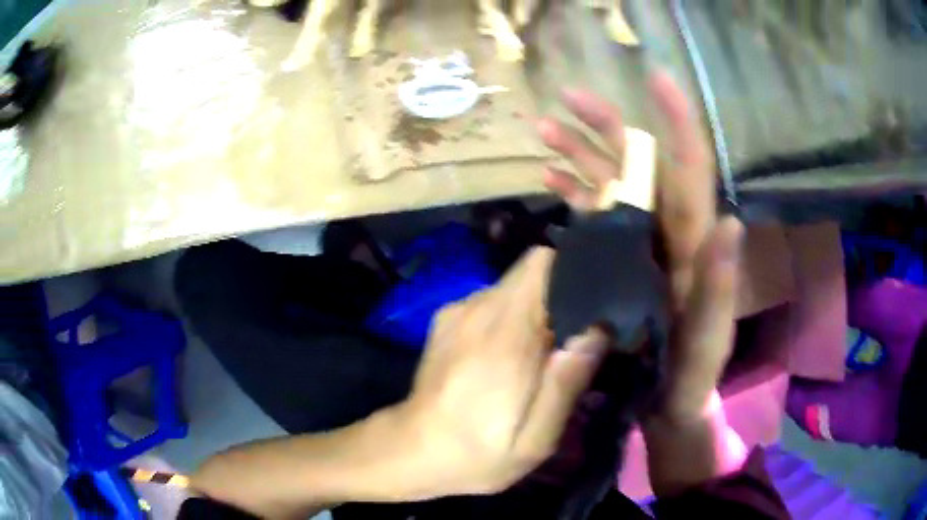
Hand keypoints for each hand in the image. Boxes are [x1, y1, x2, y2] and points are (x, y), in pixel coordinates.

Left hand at [395, 248, 607, 496]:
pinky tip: (510, 356)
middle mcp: (479, 308)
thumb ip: (566, 381)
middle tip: (579, 336)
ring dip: (537, 310)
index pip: (544, 263)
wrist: (412, 451)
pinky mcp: (445, 320)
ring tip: (546, 351)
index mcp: (506, 334)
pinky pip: (492, 303)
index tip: (597, 296)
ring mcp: (457, 311)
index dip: (575, 270)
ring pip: (513, 288)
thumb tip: (598, 329)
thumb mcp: (536, 438)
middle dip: (561, 294)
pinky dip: (511, 318)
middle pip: (532, 273)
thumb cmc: (479, 453)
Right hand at [537, 72, 743, 420]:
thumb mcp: (709, 338)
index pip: (691, 170)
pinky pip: (595, 214)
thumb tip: (730, 221)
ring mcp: (639, 243)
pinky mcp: (618, 259)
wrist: (666, 399)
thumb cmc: (691, 372)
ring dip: (580, 153)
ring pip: (611, 181)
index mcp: (694, 243)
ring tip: (542, 131)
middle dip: (606, 125)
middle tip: (565, 98)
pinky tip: (548, 180)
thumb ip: (720, 286)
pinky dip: (574, 192)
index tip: (658, 79)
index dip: (679, 122)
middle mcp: (668, 230)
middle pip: (640, 162)